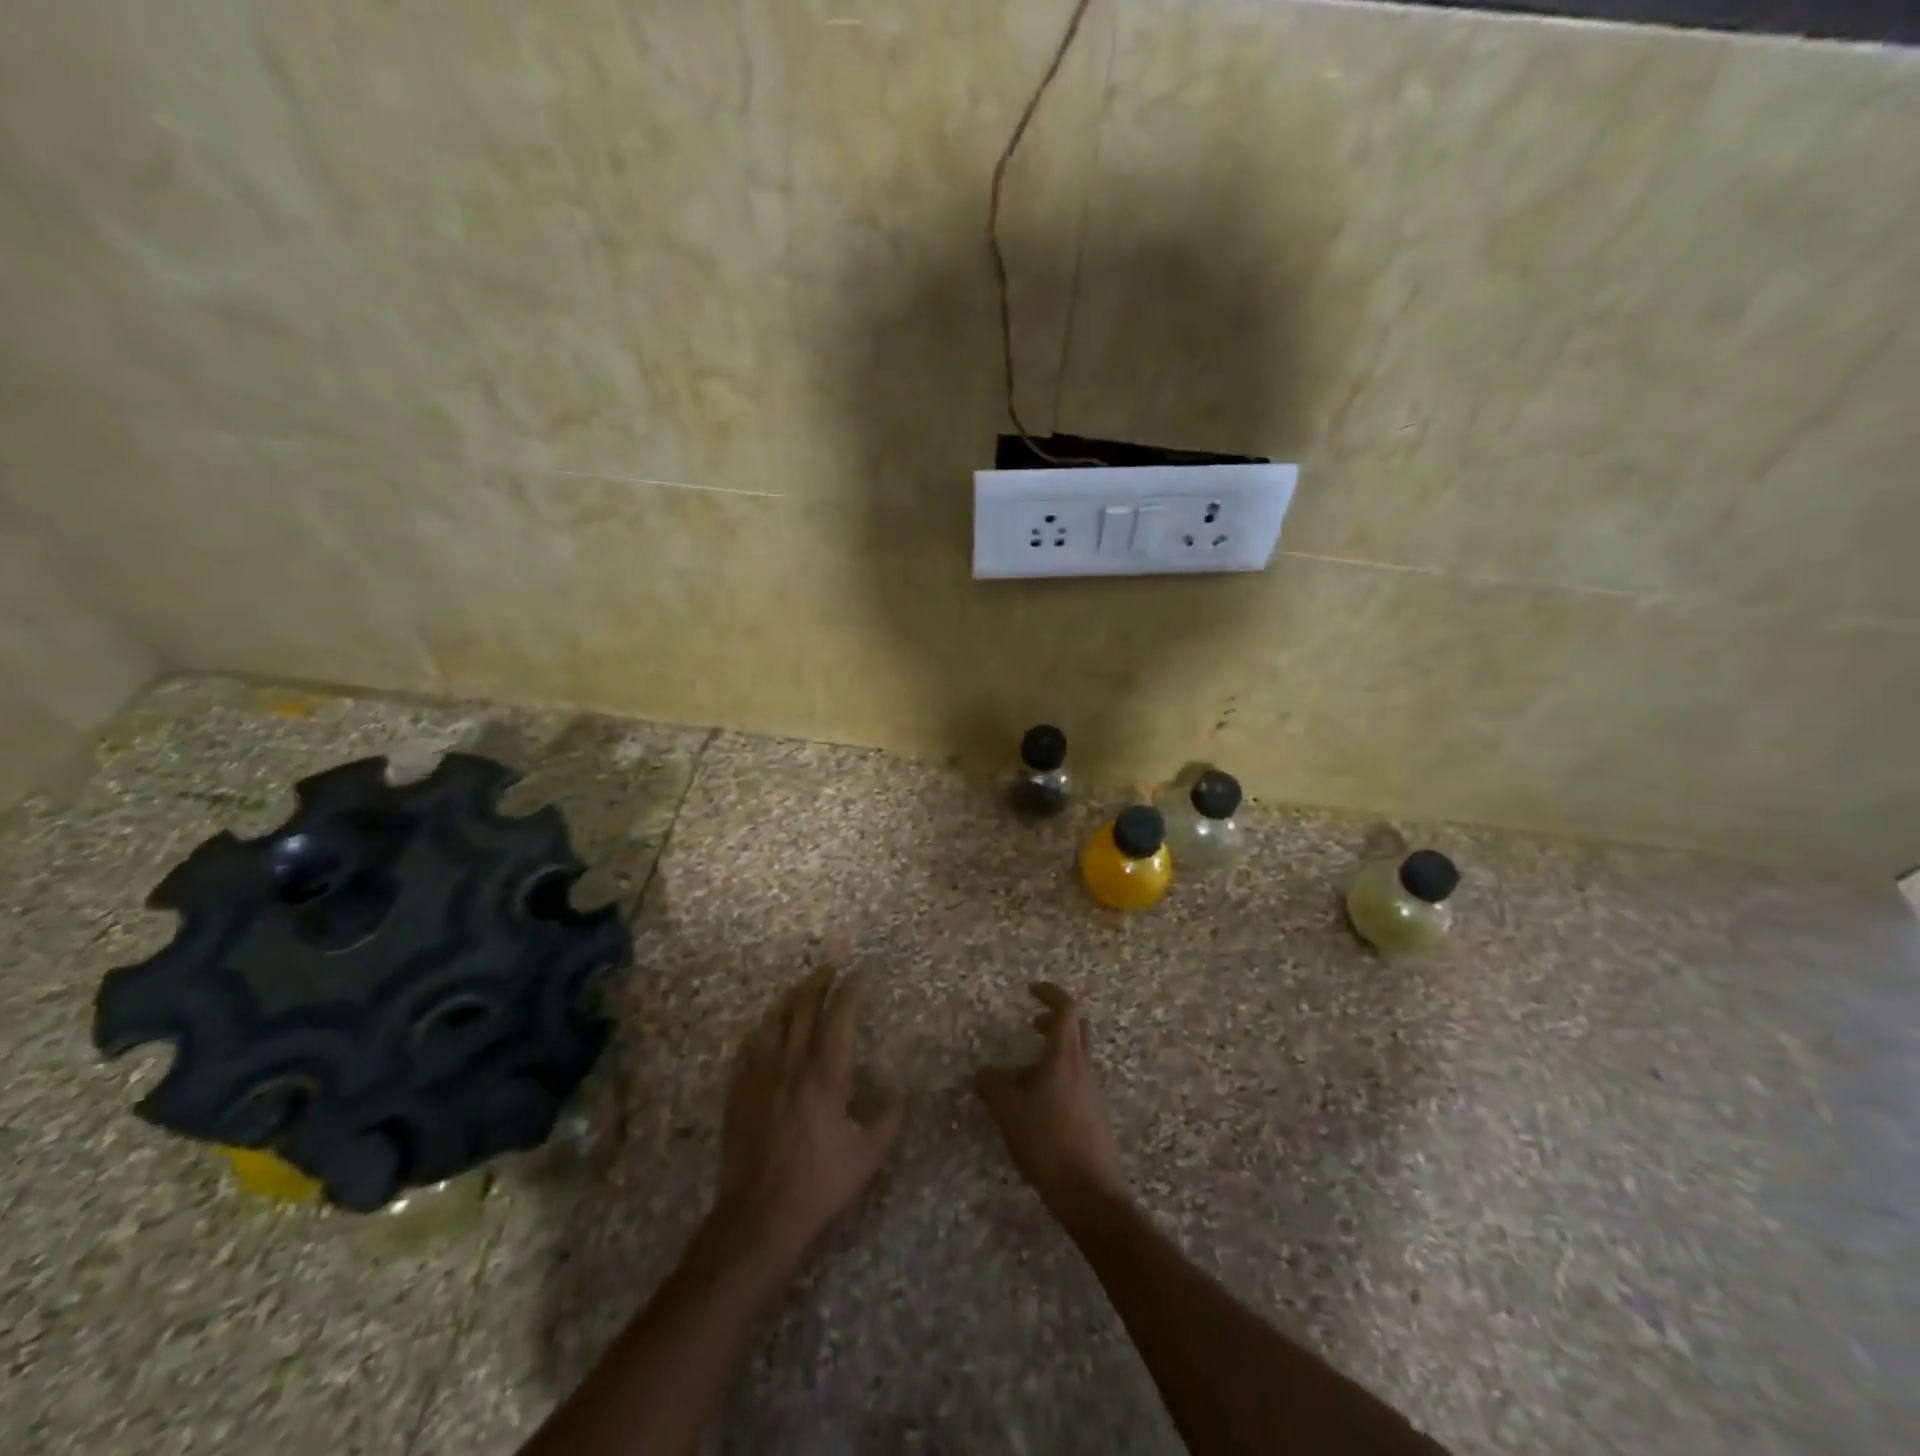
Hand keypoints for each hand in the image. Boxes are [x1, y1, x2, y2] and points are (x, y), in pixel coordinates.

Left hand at [710, 967, 900, 1278]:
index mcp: (826, 1075)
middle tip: (830, 967)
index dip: (850, 991)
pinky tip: (766, 1028)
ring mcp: (759, 1075)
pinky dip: (762, 1028)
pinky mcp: (737, 1091)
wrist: (759, 1216)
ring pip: (773, 1020)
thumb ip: (888, 1120)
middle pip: (803, 1007)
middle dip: (818, 982)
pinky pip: (748, 1046)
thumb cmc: (818, 1185)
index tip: (859, 975)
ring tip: (800, 989)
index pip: (839, 1017)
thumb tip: (899, 1095)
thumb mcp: (868, 1157)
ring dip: (789, 999)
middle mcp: (791, 1064)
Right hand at [975, 983, 1123, 1213]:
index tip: (1031, 990)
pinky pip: (1074, 1081)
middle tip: (1032, 1024)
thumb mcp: (1009, 1111)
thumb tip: (983, 1073)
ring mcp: (1091, 1092)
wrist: (1088, 1192)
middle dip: (1055, 1020)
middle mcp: (1082, 1068)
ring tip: (1021, 1075)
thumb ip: (992, 1085)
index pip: (1066, 1010)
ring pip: (1075, 1056)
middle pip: (1077, 1028)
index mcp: (1064, 1057)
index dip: (1050, 994)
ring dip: (1052, 1053)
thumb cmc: (1047, 1142)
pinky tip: (1034, 1105)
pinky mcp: (1092, 1114)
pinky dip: (1055, 1078)